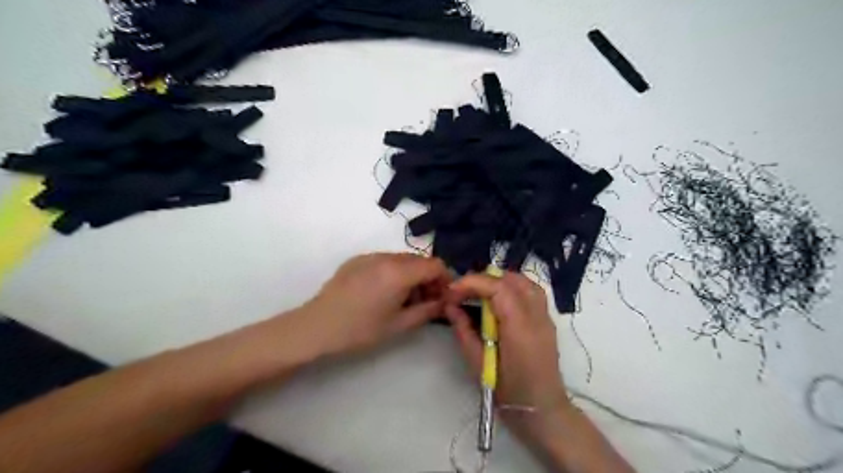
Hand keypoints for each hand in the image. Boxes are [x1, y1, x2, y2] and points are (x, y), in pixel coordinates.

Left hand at [297, 253, 455, 355]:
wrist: (316, 326)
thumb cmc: (360, 329)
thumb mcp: (399, 324)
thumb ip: (428, 310)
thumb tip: (445, 302)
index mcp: (399, 272)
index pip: (435, 265)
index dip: (446, 279)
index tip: (444, 297)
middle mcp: (386, 257)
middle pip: (419, 260)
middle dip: (429, 278)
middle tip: (426, 301)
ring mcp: (369, 255)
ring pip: (402, 259)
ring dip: (411, 275)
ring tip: (404, 299)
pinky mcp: (357, 259)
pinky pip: (385, 261)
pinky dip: (394, 272)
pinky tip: (384, 293)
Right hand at [443, 271, 568, 414]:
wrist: (542, 409)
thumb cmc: (508, 391)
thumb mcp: (477, 363)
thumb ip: (464, 330)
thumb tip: (450, 306)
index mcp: (519, 327)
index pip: (497, 288)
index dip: (472, 282)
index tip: (452, 291)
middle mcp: (536, 315)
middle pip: (511, 280)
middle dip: (483, 280)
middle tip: (462, 293)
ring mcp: (545, 316)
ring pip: (524, 281)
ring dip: (499, 281)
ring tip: (479, 294)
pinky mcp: (547, 319)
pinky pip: (531, 291)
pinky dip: (513, 287)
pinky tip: (499, 300)